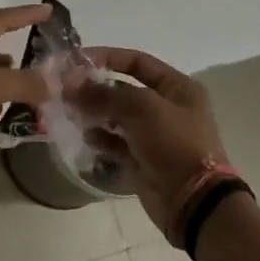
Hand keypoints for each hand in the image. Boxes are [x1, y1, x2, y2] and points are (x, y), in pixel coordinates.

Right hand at [68, 47, 226, 242]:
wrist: (194, 203)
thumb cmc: (174, 144)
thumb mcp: (142, 108)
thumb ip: (104, 92)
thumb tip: (70, 82)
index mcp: (177, 87)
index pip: (137, 61)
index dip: (107, 57)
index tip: (75, 60)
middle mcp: (165, 107)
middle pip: (123, 88)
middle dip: (95, 87)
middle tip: (65, 88)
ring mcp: (153, 134)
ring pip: (116, 115)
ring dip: (93, 111)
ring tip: (70, 110)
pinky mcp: (141, 158)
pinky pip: (115, 141)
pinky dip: (100, 137)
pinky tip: (85, 135)